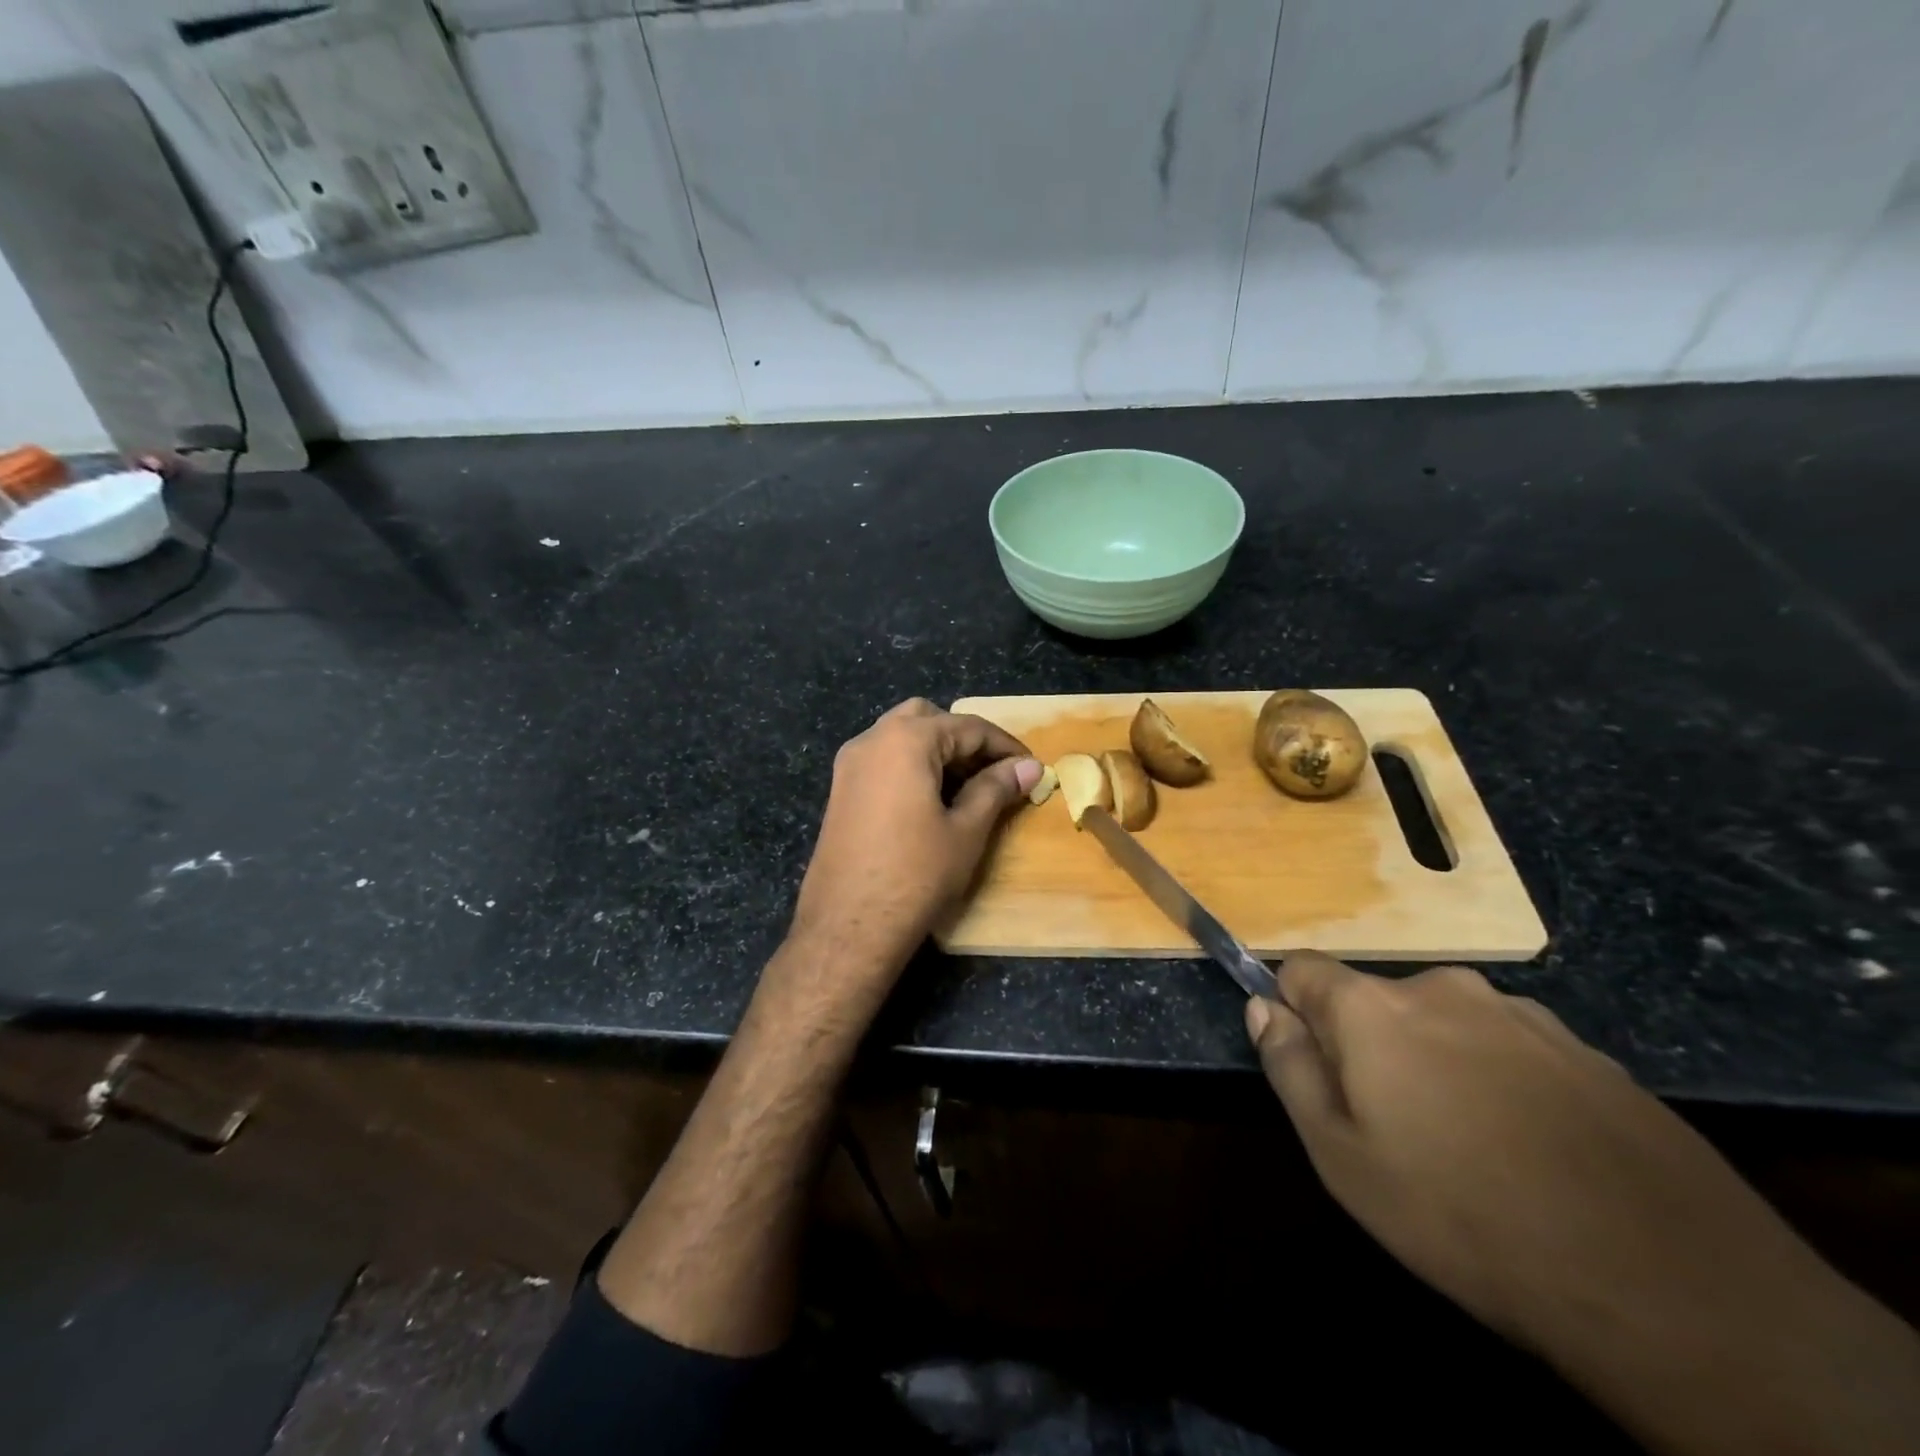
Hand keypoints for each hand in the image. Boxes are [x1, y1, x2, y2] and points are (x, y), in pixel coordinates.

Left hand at [788, 699, 1039, 987]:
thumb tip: (1030, 767)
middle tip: (995, 774)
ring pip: (902, 736)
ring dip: (938, 751)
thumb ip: (996, 789)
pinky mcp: (841, 790)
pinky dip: (912, 766)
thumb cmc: (916, 874)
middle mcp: (872, 739)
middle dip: (966, 740)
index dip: (1005, 746)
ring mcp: (850, 764)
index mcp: (905, 739)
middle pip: (929, 719)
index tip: (1032, 769)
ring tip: (969, 789)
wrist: (848, 926)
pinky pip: (883, 760)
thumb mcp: (966, 830)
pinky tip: (933, 801)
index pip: (967, 727)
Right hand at [1248, 954, 1919, 1455]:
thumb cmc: (1463, 1215)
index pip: (1302, 970)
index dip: (1294, 1012)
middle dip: (1370, 1044)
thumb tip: (1263, 1008)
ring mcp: (1523, 1014)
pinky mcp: (1587, 1051)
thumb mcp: (1341, 1157)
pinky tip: (1536, 1150)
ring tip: (1473, 1144)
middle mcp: (1443, 989)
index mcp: (1373, 1007)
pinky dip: (1502, 1080)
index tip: (1314, 1068)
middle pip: (1376, 999)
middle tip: (1397, 1126)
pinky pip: (1511, 1048)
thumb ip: (1289, 1068)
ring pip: (1446, 1022)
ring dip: (1439, 1060)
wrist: (1667, 1285)